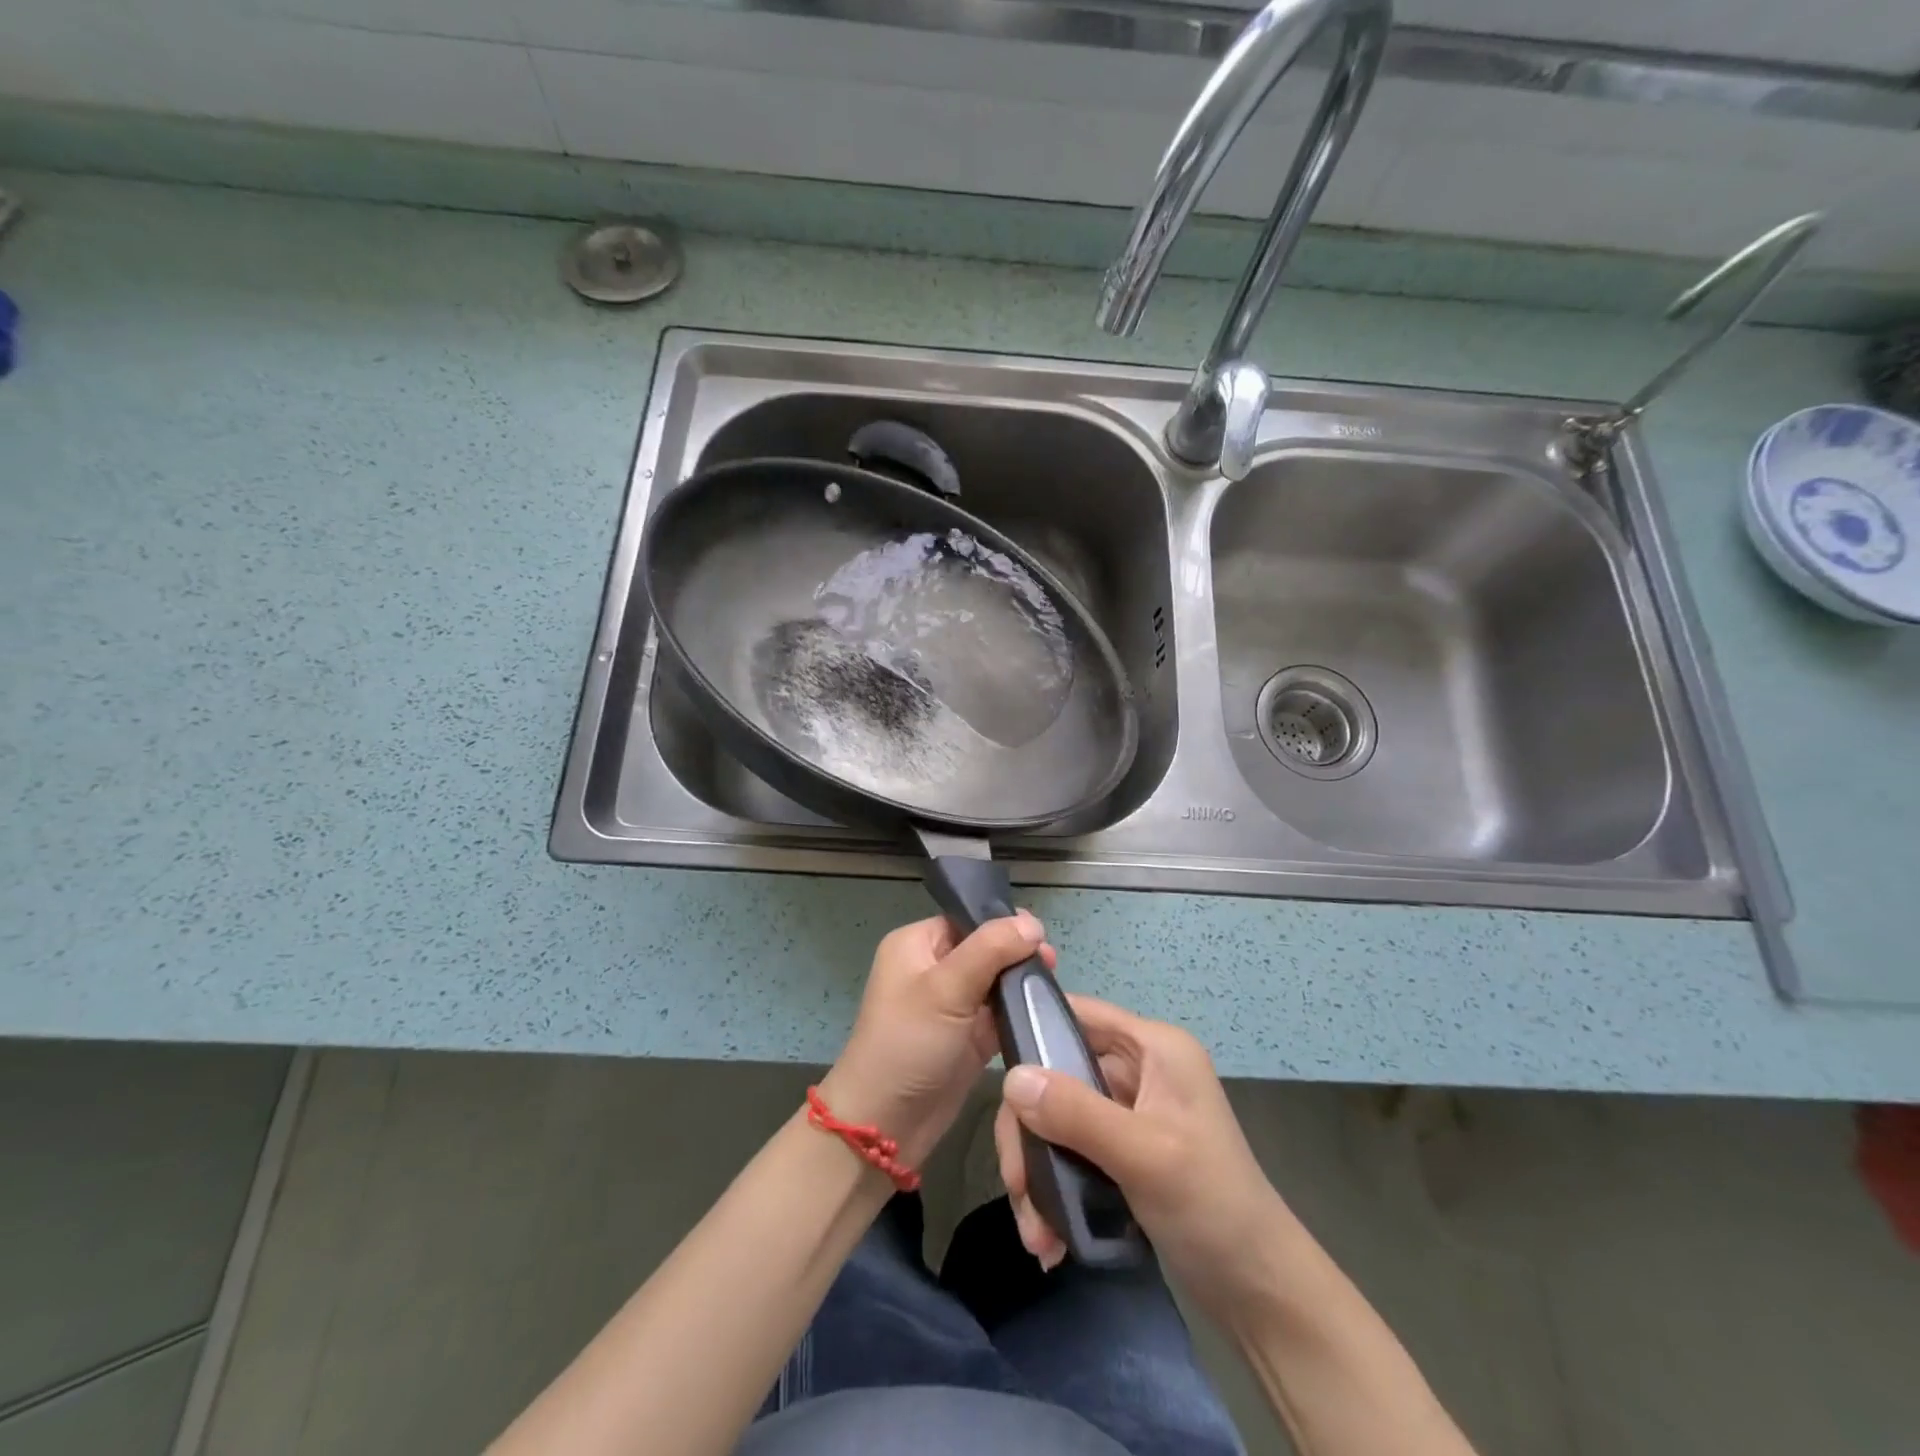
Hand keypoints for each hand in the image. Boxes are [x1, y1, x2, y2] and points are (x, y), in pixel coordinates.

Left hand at [821, 912, 1053, 1168]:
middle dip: (1017, 955)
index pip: (966, 920)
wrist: (885, 1125)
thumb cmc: (908, 1043)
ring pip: (995, 982)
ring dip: (1021, 984)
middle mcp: (932, 968)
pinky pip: (998, 1014)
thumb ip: (991, 949)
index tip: (1041, 936)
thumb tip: (1033, 923)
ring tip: (1053, 987)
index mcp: (916, 945)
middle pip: (985, 949)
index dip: (1002, 924)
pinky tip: (1047, 1010)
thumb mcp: (947, 988)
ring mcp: (951, 1005)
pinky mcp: (967, 1038)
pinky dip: (1019, 1012)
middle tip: (1051, 964)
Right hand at [995, 995, 1283, 1308]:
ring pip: (1055, 1116)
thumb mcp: (1144, 1154)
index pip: (1078, 1013)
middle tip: (1017, 1187)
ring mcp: (1127, 1110)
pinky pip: (1068, 1150)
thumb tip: (1009, 1078)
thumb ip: (1076, 1112)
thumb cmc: (1212, 1206)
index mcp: (1153, 1047)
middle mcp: (1137, 1068)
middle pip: (1056, 1073)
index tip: (990, 1065)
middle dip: (1029, 1131)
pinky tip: (1048, 1236)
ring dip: (1037, 1171)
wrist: (1260, 1292)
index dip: (1032, 1027)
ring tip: (1035, 1232)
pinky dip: (1053, 1187)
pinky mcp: (1119, 1149)